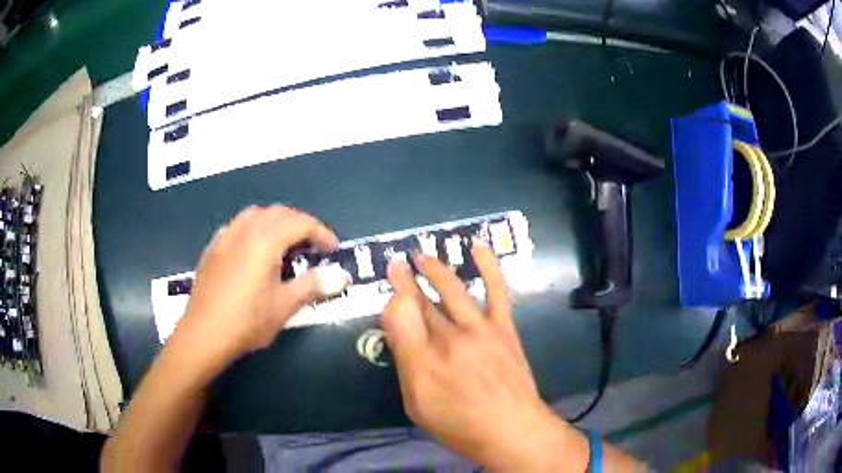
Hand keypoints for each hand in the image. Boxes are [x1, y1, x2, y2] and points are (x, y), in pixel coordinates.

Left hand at [175, 205, 342, 366]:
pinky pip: (237, 226)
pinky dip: (254, 229)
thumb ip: (313, 285)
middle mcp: (244, 230)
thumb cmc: (247, 320)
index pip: (300, 223)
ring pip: (255, 215)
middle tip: (312, 245)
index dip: (321, 233)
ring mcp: (225, 237)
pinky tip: (253, 250)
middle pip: (278, 213)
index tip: (333, 249)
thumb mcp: (284, 305)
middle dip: (300, 223)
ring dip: (276, 222)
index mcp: (265, 240)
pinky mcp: (212, 249)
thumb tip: (343, 276)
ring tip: (285, 243)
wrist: (203, 334)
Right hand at [382, 240, 586, 470]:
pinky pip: (496, 289)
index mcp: (422, 360)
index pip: (398, 314)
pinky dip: (488, 264)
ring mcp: (479, 328)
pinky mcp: (503, 327)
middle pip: (421, 300)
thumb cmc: (458, 424)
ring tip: (421, 254)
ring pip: (452, 288)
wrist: (511, 428)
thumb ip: (404, 363)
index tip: (390, 294)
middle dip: (405, 278)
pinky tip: (478, 245)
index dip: (392, 299)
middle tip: (396, 262)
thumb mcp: (417, 404)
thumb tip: (396, 326)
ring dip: (434, 268)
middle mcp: (449, 338)